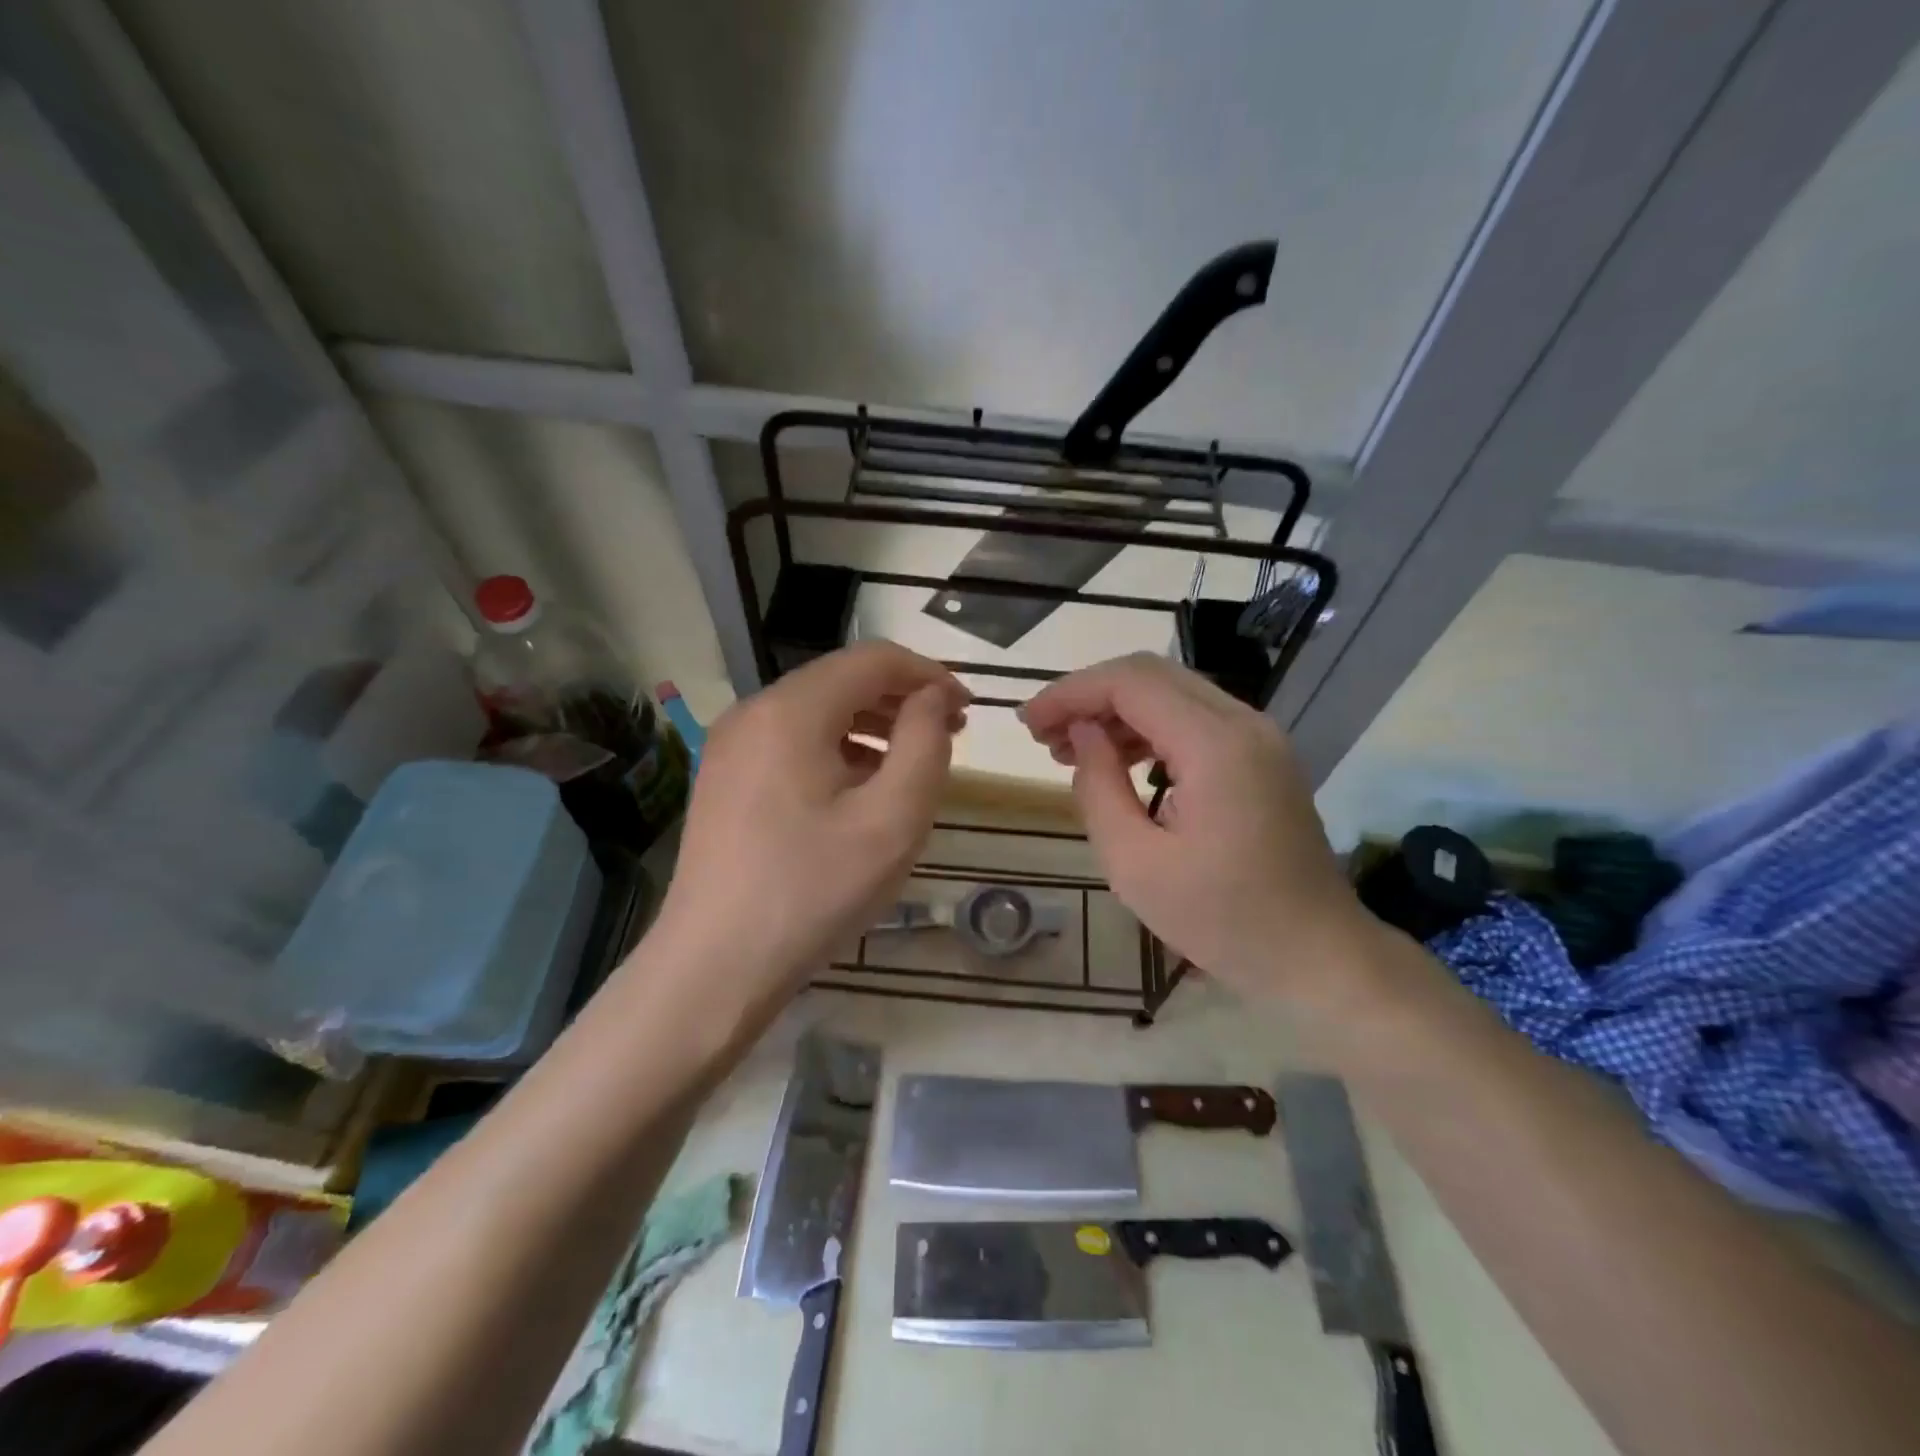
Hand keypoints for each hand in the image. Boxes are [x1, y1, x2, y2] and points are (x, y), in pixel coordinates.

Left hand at [650, 643, 966, 1014]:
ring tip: (911, 764)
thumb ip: (924, 745)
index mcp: (791, 710)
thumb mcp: (892, 821)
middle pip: (842, 680)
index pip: (873, 659)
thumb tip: (931, 698)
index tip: (967, 710)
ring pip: (817, 711)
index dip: (928, 675)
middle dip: (901, 700)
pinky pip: (792, 742)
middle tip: (948, 737)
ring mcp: (731, 745)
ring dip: (872, 725)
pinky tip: (860, 790)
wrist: (715, 966)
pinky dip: (837, 749)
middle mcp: (753, 712)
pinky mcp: (724, 778)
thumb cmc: (812, 892)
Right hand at [1020, 653, 1370, 1004]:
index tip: (1028, 723)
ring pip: (1171, 692)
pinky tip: (1117, 759)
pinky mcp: (1260, 755)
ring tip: (1068, 749)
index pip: (1130, 683)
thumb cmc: (1222, 921)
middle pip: (1151, 675)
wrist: (1317, 954)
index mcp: (1216, 746)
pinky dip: (1147, 728)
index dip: (1071, 692)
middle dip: (1088, 696)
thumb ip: (1098, 787)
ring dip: (1115, 710)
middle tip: (1042, 735)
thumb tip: (1082, 734)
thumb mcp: (1135, 864)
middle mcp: (1243, 723)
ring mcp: (1258, 736)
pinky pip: (1193, 719)